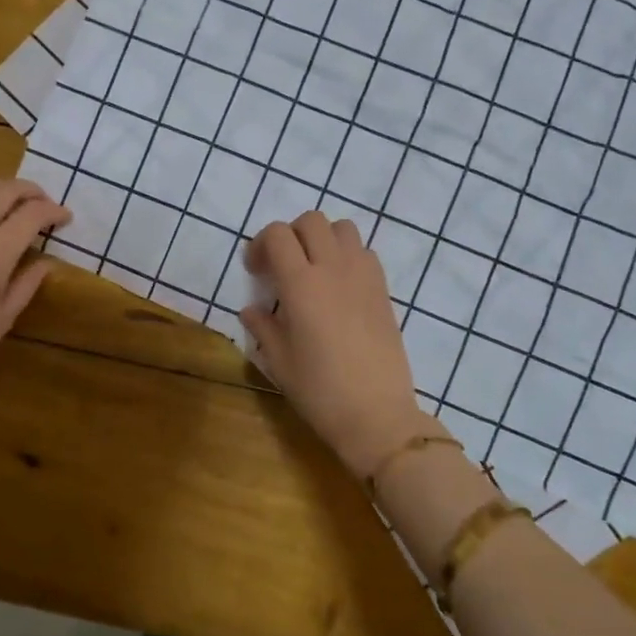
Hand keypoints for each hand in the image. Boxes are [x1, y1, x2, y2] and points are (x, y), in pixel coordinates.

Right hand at [239, 212, 430, 475]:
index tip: (256, 271)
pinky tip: (340, 286)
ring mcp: (363, 276)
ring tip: (314, 269)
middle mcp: (333, 269)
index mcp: (300, 284)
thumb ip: (263, 328)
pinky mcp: (383, 289)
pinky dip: (348, 255)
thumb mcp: (279, 362)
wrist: (377, 414)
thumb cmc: (320, 391)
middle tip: (283, 266)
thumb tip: (252, 311)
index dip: (260, 244)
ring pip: (342, 228)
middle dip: (291, 235)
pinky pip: (365, 252)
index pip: (277, 234)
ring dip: (323, 238)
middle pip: (311, 221)